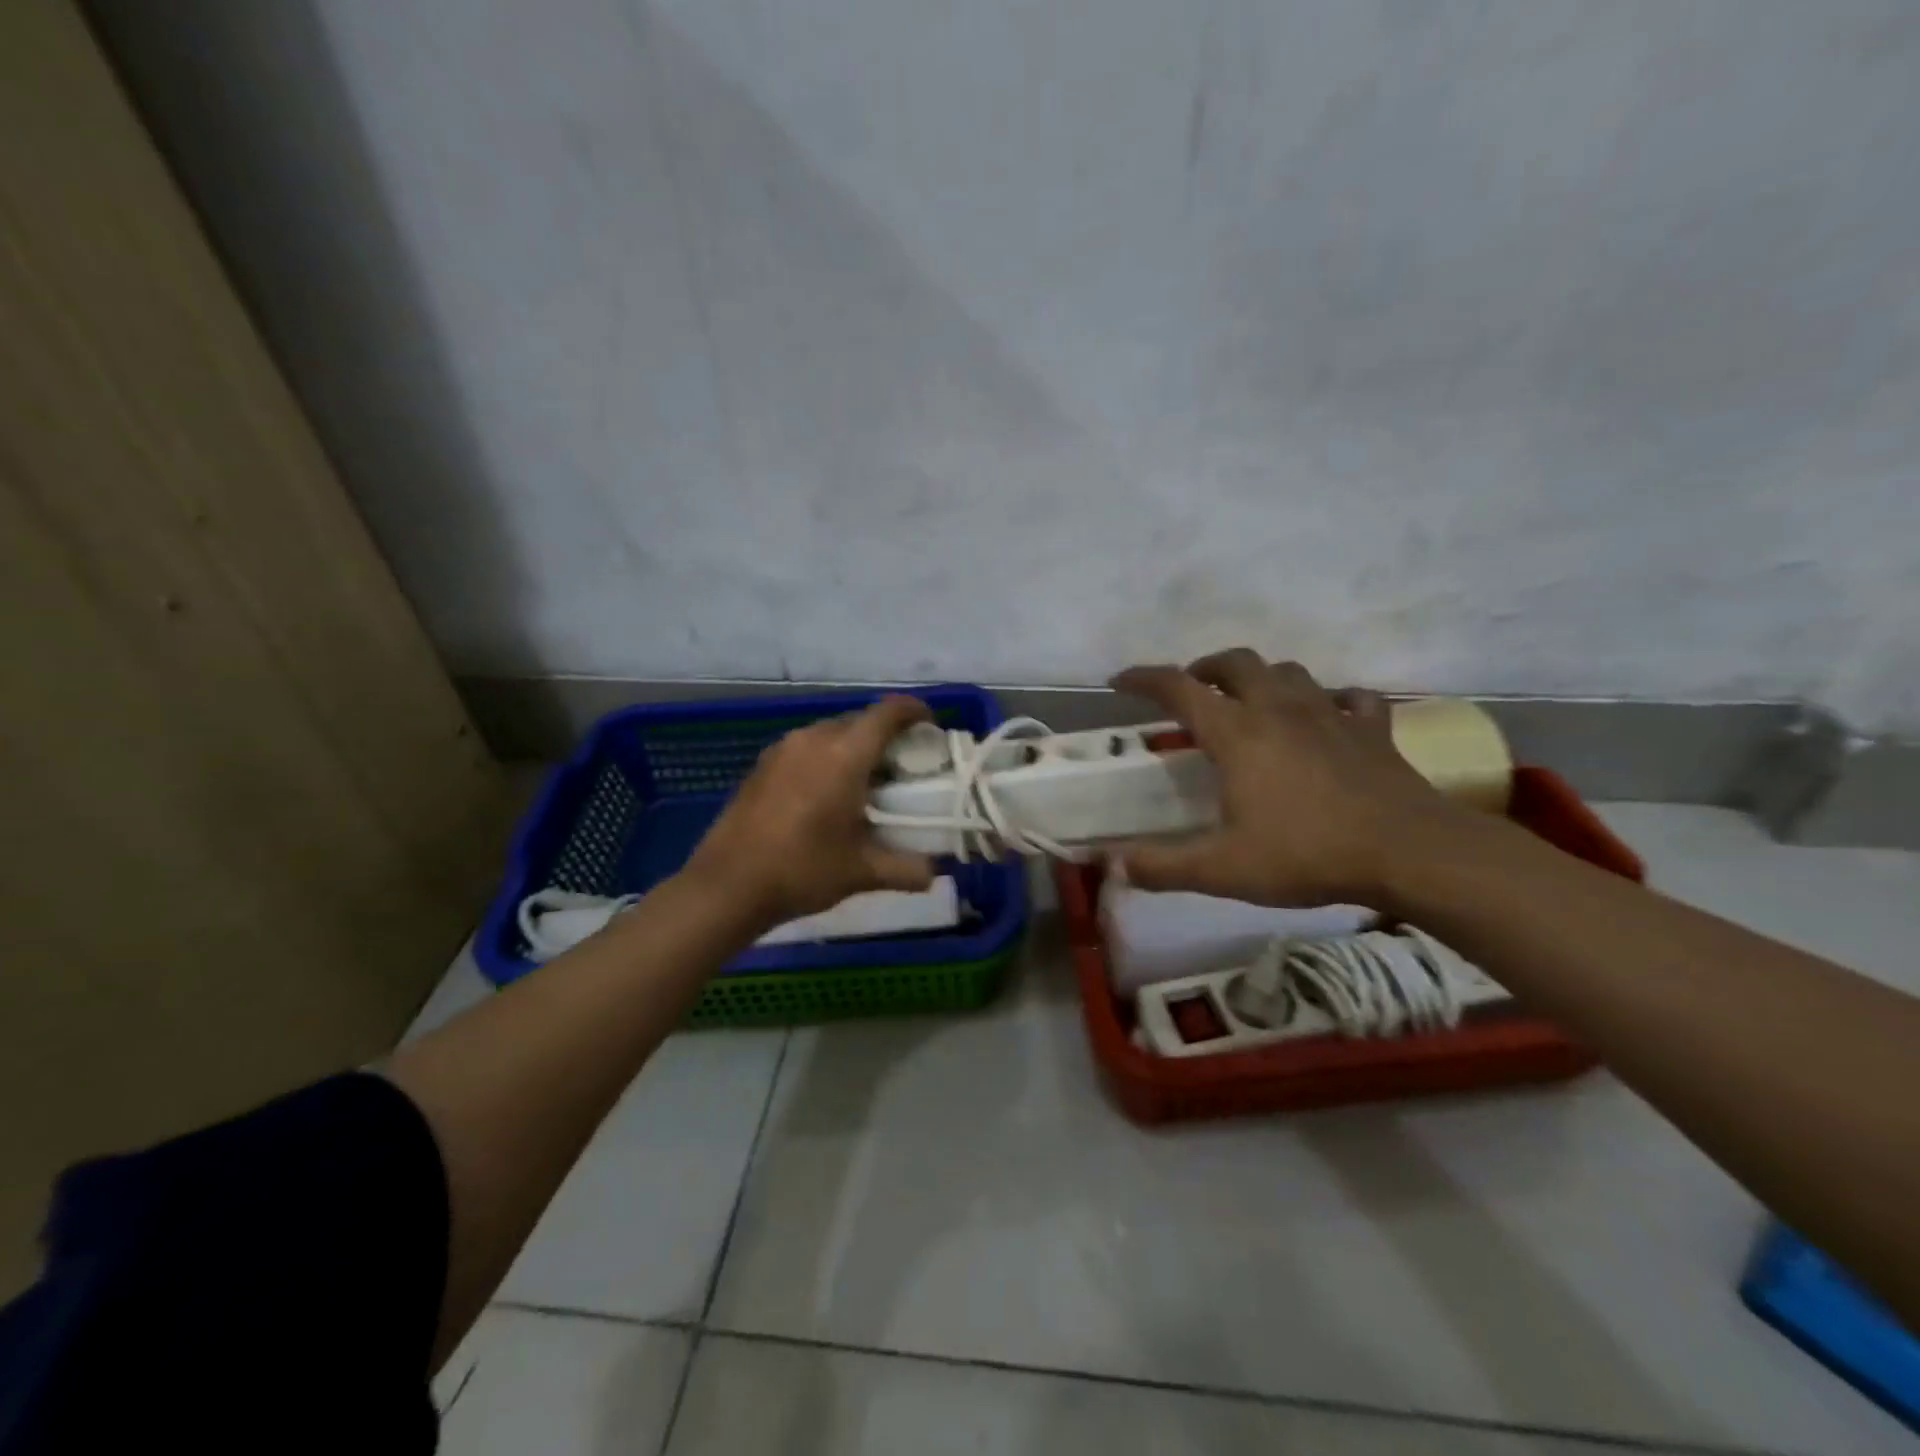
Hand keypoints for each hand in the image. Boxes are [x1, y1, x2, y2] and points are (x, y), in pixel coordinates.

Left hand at [682, 696, 936, 928]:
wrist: (727, 886)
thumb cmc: (802, 870)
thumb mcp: (862, 872)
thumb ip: (907, 869)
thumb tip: (935, 872)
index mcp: (844, 754)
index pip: (889, 713)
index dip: (915, 712)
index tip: (932, 727)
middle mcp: (813, 739)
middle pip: (860, 721)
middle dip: (886, 736)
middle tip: (903, 768)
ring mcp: (783, 749)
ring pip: (831, 733)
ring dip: (854, 748)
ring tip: (866, 782)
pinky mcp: (762, 765)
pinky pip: (807, 747)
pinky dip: (826, 759)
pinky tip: (826, 794)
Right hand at [1111, 649, 1464, 907]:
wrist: (1411, 854)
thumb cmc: (1308, 854)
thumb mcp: (1222, 869)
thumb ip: (1161, 866)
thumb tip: (1109, 865)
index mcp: (1237, 734)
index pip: (1178, 688)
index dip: (1143, 679)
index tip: (1120, 682)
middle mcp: (1279, 710)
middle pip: (1236, 663)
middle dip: (1207, 668)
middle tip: (1194, 692)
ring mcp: (1330, 714)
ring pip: (1290, 672)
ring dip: (1262, 678)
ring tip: (1252, 701)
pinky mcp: (1372, 729)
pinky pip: (1350, 698)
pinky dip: (1332, 700)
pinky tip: (1329, 717)